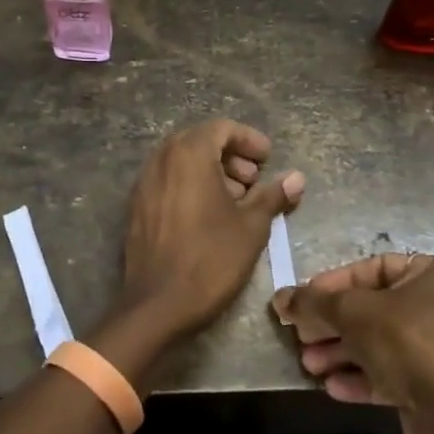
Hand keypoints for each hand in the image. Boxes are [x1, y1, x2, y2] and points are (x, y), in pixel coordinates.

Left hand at [116, 119, 304, 340]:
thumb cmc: (210, 259)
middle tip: (254, 181)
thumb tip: (296, 178)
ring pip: (181, 162)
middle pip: (200, 142)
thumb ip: (273, 195)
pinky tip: (209, 216)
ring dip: (211, 172)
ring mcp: (144, 183)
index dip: (249, 140)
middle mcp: (161, 159)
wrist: (157, 304)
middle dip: (231, 156)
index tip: (268, 160)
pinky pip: (167, 182)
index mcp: (188, 154)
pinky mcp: (136, 207)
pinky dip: (190, 186)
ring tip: (236, 201)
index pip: (222, 129)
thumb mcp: (251, 227)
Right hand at [273, 253, 433, 433]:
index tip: (306, 300)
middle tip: (302, 336)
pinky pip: (394, 373)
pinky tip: (332, 386)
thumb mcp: (352, 311)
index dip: (335, 283)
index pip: (375, 268)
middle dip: (333, 324)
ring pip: (381, 343)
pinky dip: (362, 377)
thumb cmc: (407, 340)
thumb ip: (314, 302)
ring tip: (310, 365)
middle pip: (375, 309)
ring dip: (341, 353)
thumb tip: (280, 299)